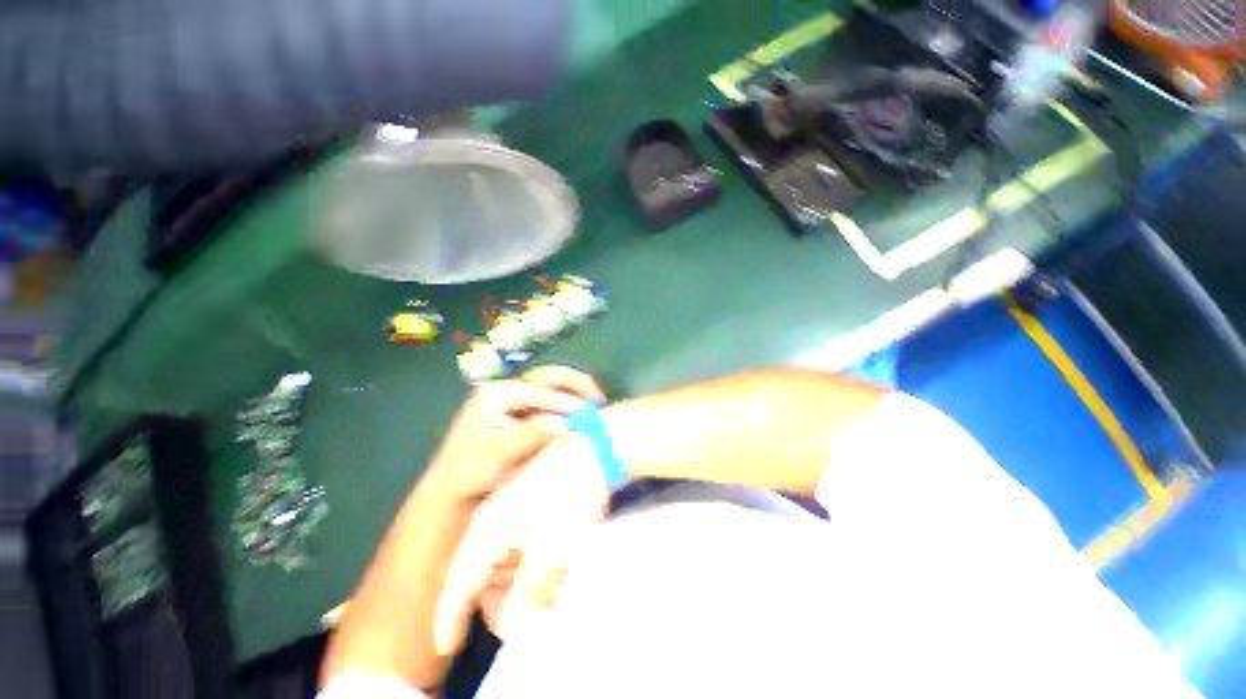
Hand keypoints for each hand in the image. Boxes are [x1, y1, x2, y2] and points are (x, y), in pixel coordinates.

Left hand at [421, 366, 605, 502]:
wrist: (455, 487)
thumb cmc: (471, 470)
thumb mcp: (499, 453)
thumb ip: (530, 434)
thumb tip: (565, 423)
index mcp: (495, 393)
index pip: (536, 391)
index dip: (562, 400)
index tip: (586, 410)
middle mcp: (508, 389)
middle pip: (547, 378)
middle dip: (575, 384)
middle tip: (599, 397)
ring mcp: (517, 399)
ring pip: (552, 387)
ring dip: (575, 392)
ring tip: (597, 402)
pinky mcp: (525, 412)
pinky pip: (551, 402)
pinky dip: (569, 406)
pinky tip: (582, 414)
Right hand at [433, 435, 611, 653]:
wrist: (596, 449)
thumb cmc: (573, 492)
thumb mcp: (555, 543)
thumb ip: (531, 587)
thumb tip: (513, 624)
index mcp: (490, 526)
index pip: (459, 579)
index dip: (449, 615)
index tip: (446, 646)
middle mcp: (494, 521)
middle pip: (483, 576)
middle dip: (505, 604)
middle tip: (536, 620)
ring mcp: (512, 512)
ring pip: (506, 564)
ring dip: (525, 586)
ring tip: (557, 597)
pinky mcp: (531, 509)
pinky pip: (523, 548)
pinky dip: (537, 567)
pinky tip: (560, 572)